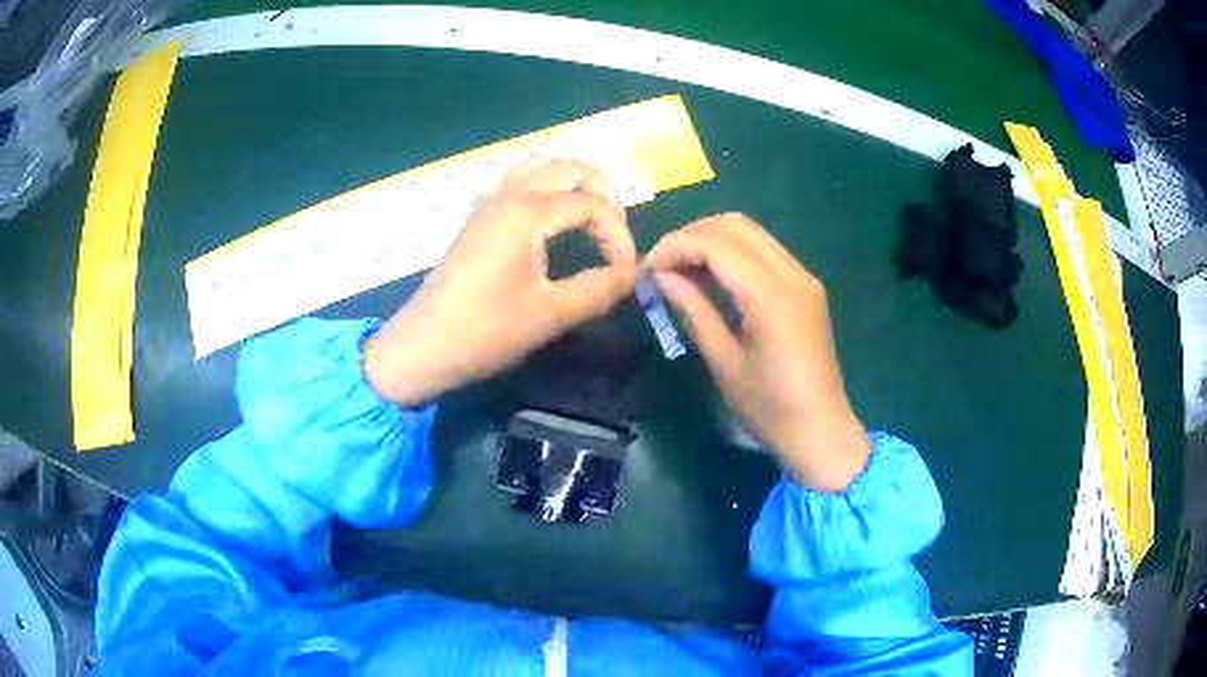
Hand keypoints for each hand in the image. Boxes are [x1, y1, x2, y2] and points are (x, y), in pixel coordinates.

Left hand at [365, 159, 636, 405]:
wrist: (424, 344)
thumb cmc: (486, 331)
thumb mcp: (552, 314)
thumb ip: (600, 288)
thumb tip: (630, 273)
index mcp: (529, 212)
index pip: (593, 205)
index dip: (619, 236)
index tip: (625, 272)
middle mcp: (510, 193)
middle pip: (572, 168)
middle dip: (604, 194)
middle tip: (617, 233)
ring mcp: (489, 201)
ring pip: (543, 166)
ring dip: (575, 183)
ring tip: (592, 217)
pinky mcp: (477, 215)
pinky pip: (517, 178)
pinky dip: (544, 184)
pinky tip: (550, 213)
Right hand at [646, 213, 869, 491]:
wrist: (820, 430)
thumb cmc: (768, 408)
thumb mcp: (723, 362)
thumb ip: (693, 310)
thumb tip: (660, 276)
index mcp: (770, 297)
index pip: (714, 244)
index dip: (674, 247)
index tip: (646, 269)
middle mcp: (792, 274)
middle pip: (734, 224)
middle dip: (691, 235)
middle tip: (662, 265)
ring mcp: (804, 277)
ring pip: (751, 232)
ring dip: (712, 240)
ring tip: (682, 269)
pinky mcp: (807, 286)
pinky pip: (765, 250)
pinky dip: (734, 252)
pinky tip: (713, 276)